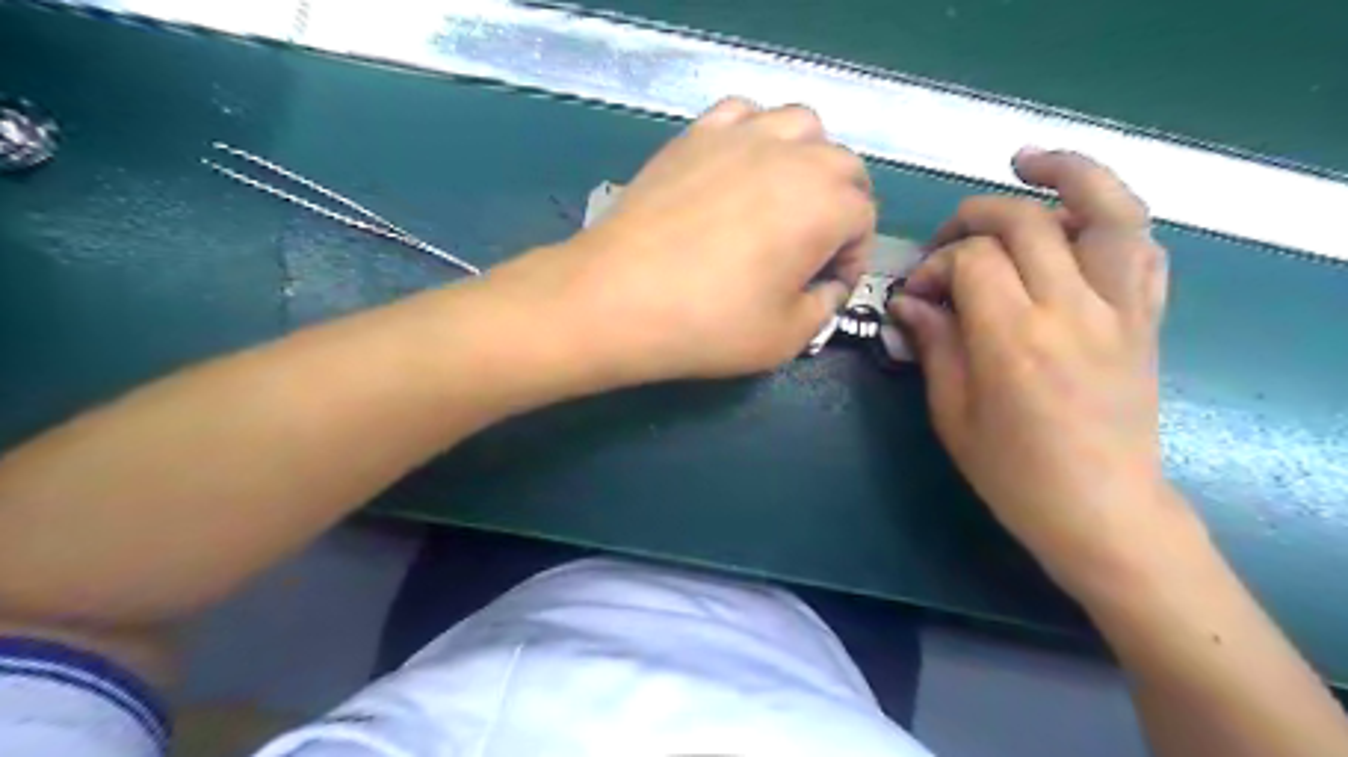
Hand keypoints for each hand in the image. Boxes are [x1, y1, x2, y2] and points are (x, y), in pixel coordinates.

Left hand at [483, 96, 874, 384]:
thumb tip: (827, 285)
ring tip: (783, 199)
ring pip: (801, 126)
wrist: (617, 298)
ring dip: (807, 160)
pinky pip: (743, 114)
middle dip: (840, 207)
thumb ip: (823, 307)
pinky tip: (740, 169)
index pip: (863, 219)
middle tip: (810, 248)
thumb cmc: (708, 324)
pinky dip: (756, 135)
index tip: (826, 286)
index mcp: (825, 205)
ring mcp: (741, 136)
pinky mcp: (695, 134)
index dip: (852, 258)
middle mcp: (794, 155)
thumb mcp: (785, 338)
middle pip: (843, 166)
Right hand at [894, 147, 1181, 594]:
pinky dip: (1113, 220)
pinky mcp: (1147, 320)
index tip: (916, 293)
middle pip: (1026, 221)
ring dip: (1069, 174)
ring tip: (1030, 163)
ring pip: (1109, 210)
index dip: (935, 265)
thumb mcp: (953, 414)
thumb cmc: (1014, 473)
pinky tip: (1081, 223)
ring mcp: (1121, 310)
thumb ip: (935, 344)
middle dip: (975, 217)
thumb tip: (911, 302)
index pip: (972, 260)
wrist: (1102, 510)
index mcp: (1014, 339)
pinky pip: (1144, 249)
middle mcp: (1073, 309)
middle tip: (948, 243)